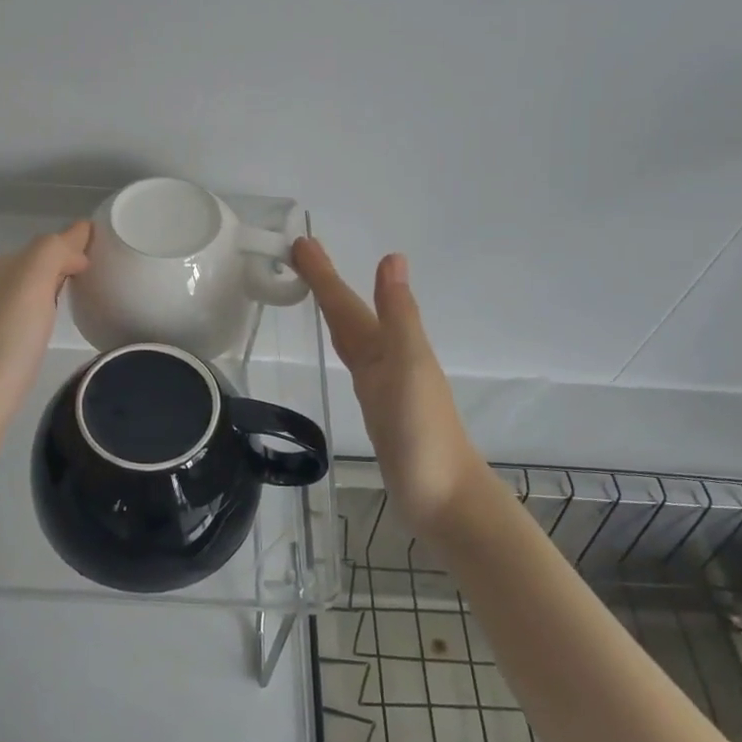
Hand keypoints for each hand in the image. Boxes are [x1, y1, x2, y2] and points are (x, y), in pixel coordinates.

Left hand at [0, 221, 91, 458]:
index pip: (48, 243)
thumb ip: (53, 251)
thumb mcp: (29, 283)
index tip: (112, 249)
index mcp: (0, 268)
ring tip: (87, 295)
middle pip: (38, 264)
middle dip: (68, 261)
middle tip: (107, 270)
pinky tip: (53, 327)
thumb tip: (78, 246)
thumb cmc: (1, 345)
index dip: (78, 241)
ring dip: (55, 286)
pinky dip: (43, 313)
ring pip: (29, 291)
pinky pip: (25, 318)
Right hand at [291, 238, 485, 538]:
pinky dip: (346, 346)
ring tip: (315, 293)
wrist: (444, 500)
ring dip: (336, 312)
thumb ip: (398, 315)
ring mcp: (385, 386)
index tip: (300, 242)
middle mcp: (388, 359)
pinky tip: (345, 350)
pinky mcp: (380, 411)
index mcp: (391, 346)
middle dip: (326, 285)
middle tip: (297, 256)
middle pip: (350, 315)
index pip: (347, 303)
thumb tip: (392, 256)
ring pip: (354, 337)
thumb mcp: (409, 367)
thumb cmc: (423, 433)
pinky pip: (357, 364)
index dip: (325, 274)